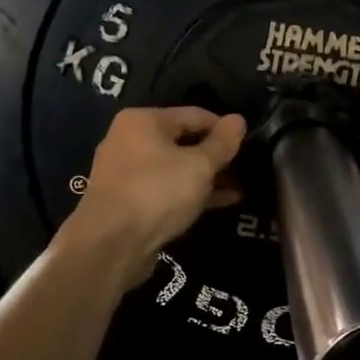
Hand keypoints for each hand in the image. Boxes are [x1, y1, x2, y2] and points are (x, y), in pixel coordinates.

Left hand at [66, 107, 245, 287]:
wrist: (110, 245)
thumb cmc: (157, 193)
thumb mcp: (199, 166)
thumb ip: (222, 143)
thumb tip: (238, 119)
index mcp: (143, 121)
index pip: (194, 114)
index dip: (224, 128)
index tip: (249, 143)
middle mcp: (129, 140)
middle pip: (183, 140)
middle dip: (215, 155)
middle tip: (246, 167)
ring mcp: (126, 172)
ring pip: (175, 167)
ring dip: (206, 177)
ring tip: (239, 187)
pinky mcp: (128, 201)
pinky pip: (166, 189)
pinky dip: (190, 193)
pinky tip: (220, 202)